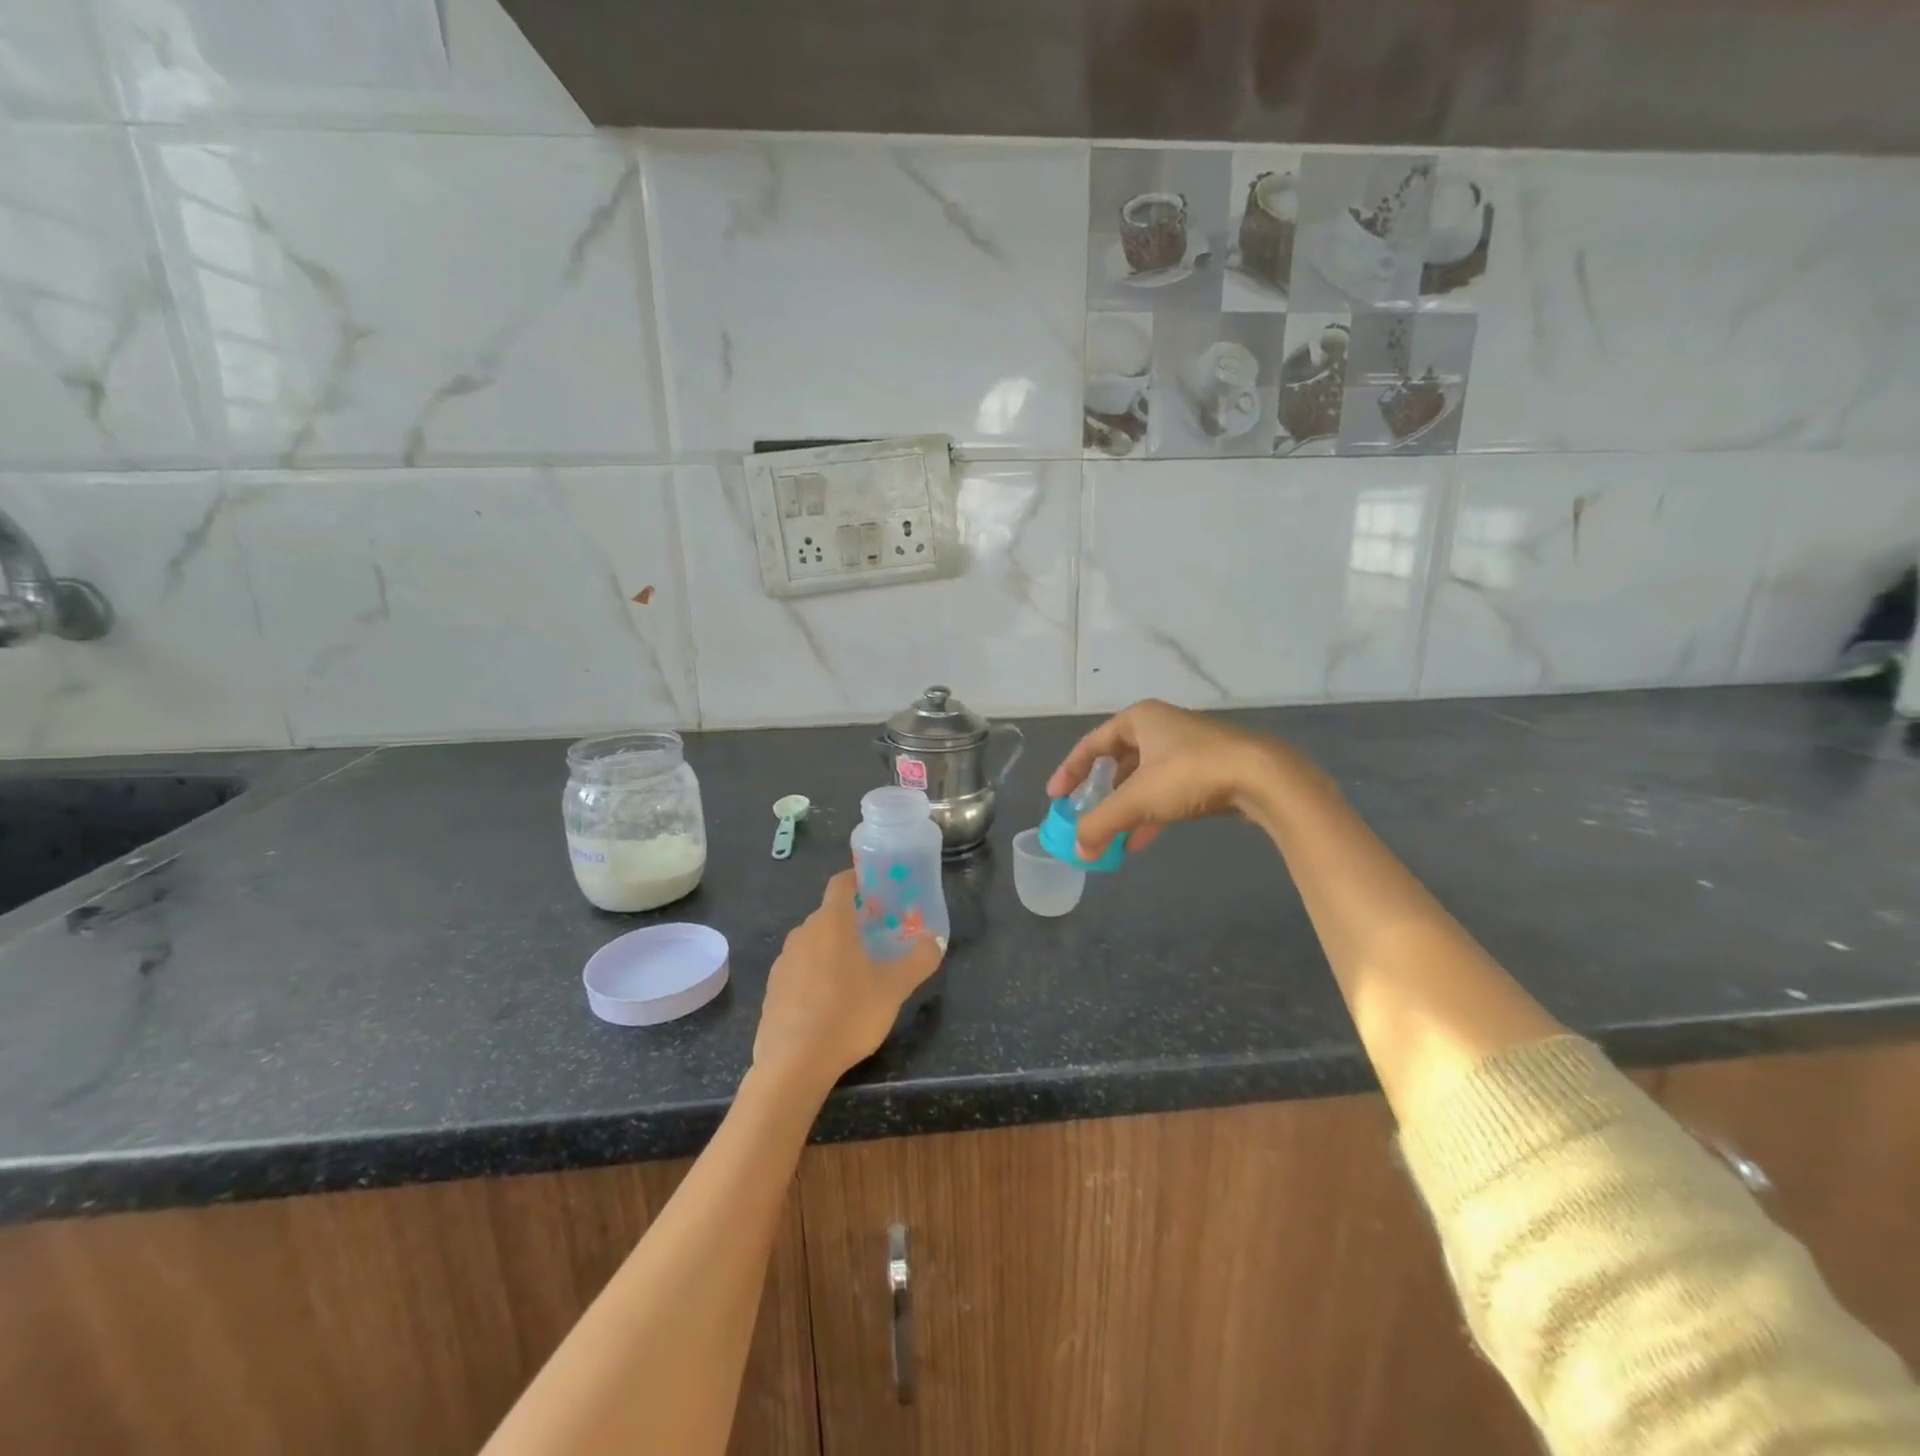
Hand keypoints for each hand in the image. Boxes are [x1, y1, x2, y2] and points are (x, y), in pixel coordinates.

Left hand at [752, 869, 944, 1092]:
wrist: (793, 1065)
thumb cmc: (848, 1015)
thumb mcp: (893, 989)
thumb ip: (918, 961)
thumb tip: (935, 942)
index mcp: (831, 922)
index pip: (841, 882)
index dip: (860, 880)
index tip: (880, 892)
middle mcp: (803, 932)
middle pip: (830, 914)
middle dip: (854, 920)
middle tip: (880, 937)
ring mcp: (783, 961)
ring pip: (814, 942)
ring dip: (834, 948)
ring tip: (858, 971)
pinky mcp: (773, 988)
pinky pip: (800, 968)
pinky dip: (816, 973)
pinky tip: (831, 1001)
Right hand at [1045, 699, 1296, 857]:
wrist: (1264, 778)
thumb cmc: (1190, 775)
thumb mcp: (1137, 800)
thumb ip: (1100, 824)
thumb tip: (1077, 850)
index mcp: (1140, 719)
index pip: (1092, 744)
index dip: (1070, 771)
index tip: (1056, 798)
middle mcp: (1162, 727)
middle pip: (1118, 761)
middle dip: (1100, 793)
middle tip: (1085, 815)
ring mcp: (1189, 748)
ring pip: (1145, 779)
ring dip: (1126, 807)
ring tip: (1111, 836)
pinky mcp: (1211, 769)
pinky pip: (1168, 790)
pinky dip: (1151, 812)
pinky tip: (1141, 840)